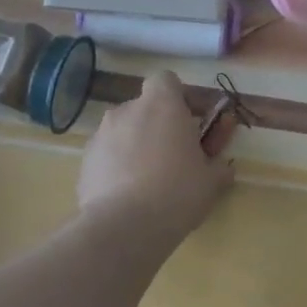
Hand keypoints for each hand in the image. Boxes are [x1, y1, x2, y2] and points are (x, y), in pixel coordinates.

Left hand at [77, 71, 232, 234]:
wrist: (124, 227)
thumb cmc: (177, 191)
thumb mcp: (212, 180)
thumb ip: (218, 166)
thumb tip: (222, 168)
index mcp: (162, 104)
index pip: (166, 80)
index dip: (178, 97)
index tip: (189, 122)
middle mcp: (127, 110)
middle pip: (144, 107)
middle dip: (157, 125)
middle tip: (173, 156)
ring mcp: (101, 135)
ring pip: (123, 131)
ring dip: (136, 145)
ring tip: (148, 180)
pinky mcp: (84, 162)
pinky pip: (106, 155)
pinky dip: (117, 167)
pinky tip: (128, 195)